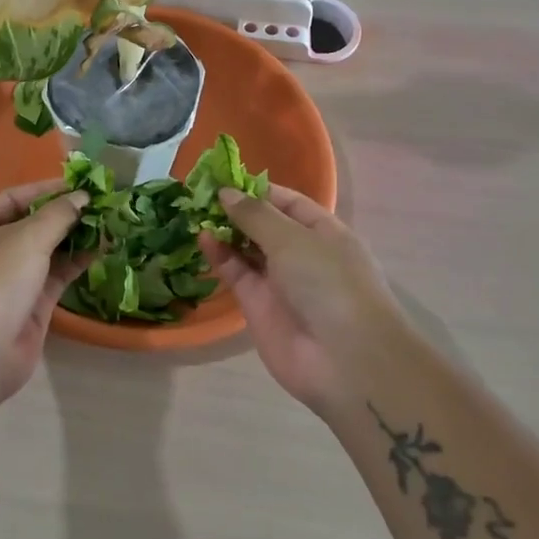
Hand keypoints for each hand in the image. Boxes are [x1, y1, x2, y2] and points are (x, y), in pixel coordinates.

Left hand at [0, 180, 89, 403]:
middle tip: (100, 204)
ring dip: (73, 239)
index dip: (45, 190)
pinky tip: (101, 250)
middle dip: (63, 215)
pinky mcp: (28, 307)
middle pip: (29, 225)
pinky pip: (54, 277)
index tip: (80, 185)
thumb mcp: (26, 237)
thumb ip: (58, 214)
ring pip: (45, 253)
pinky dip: (75, 263)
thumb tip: (82, 197)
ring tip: (108, 224)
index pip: (12, 199)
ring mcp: (8, 282)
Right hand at [200, 185, 405, 420]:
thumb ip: (255, 215)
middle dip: (235, 209)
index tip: (223, 178)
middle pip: (264, 225)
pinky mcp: (258, 306)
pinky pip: (236, 274)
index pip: (288, 202)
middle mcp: (302, 254)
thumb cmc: (329, 284)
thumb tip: (226, 193)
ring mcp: (280, 282)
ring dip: (224, 231)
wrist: (345, 361)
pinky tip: (202, 238)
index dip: (257, 189)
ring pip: (246, 249)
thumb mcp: (293, 239)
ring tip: (193, 211)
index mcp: (324, 233)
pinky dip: (220, 256)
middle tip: (198, 192)